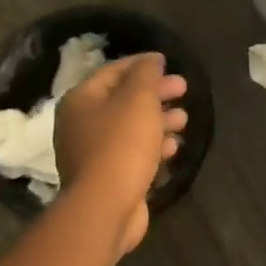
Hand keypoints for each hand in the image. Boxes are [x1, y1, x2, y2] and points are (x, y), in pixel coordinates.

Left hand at [54, 53, 187, 255]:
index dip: (142, 64)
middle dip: (155, 93)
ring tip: (184, 119)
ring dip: (158, 119)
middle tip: (184, 89)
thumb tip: (152, 59)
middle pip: (123, 99)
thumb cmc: (121, 145)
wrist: (105, 207)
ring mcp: (92, 152)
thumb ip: (146, 74)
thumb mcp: (138, 100)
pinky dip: (152, 145)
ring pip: (130, 127)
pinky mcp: (106, 176)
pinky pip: (132, 152)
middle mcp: (80, 123)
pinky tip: (173, 147)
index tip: (169, 63)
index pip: (113, 71)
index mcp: (81, 99)